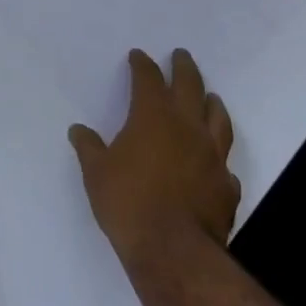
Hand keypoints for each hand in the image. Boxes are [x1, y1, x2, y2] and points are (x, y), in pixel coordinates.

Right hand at [70, 49, 240, 269]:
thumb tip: (78, 130)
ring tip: (210, 96)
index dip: (142, 65)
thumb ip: (89, 148)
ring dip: (212, 103)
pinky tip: (215, 161)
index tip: (138, 55)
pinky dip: (219, 156)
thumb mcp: (96, 173)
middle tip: (181, 55)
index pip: (148, 79)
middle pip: (189, 86)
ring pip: (217, 119)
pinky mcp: (227, 185)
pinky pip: (225, 163)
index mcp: (153, 116)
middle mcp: (187, 127)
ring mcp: (212, 155)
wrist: (174, 250)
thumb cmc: (128, 203)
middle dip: (183, 68)